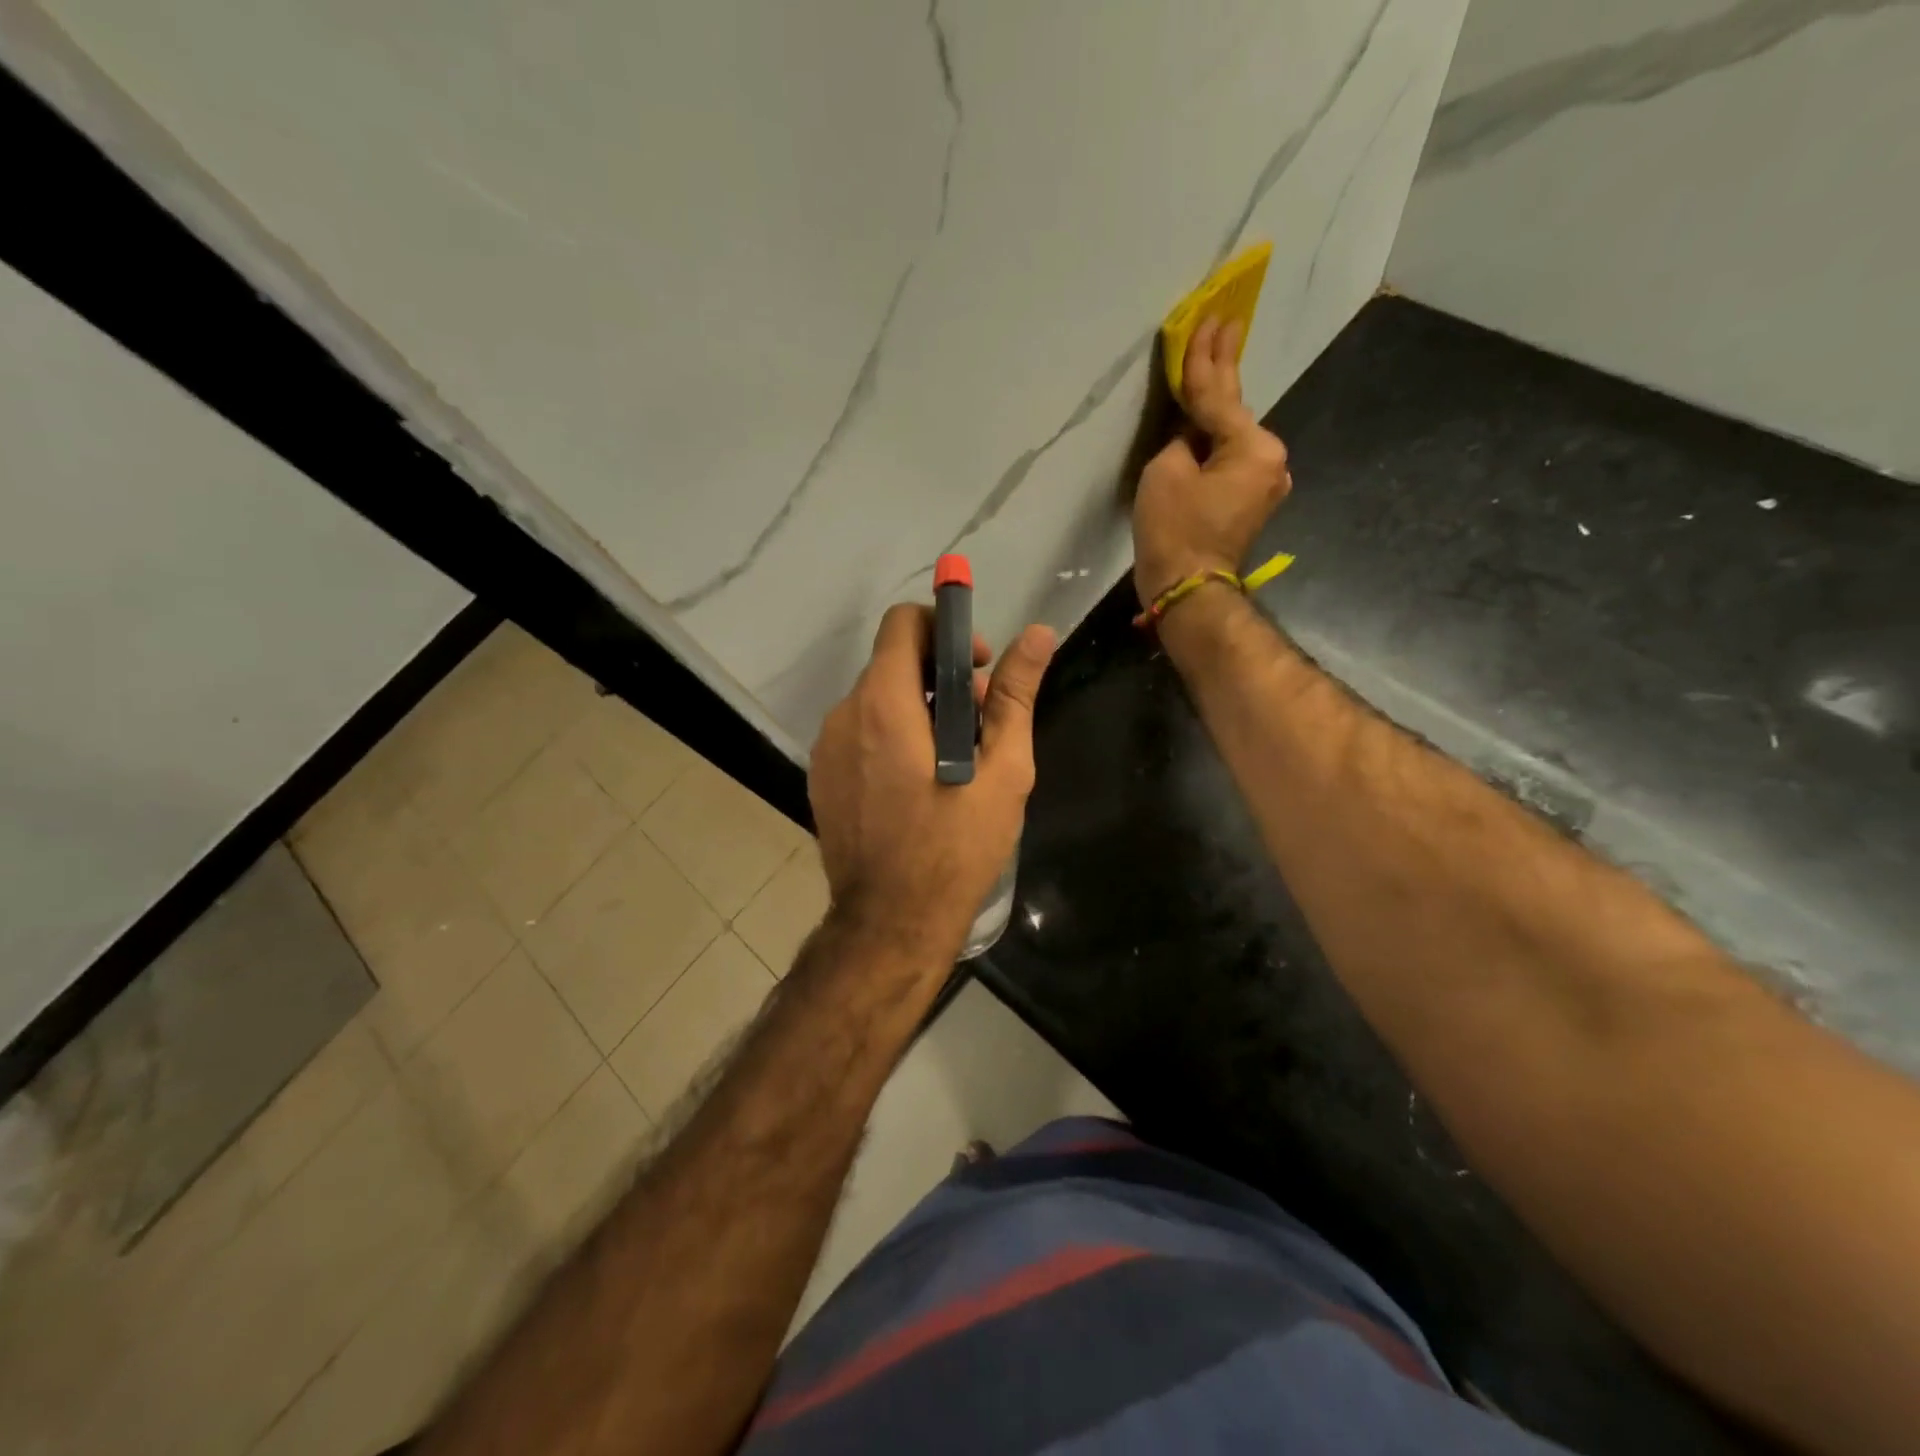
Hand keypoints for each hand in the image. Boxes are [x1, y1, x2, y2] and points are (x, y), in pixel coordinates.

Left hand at [808, 604, 1055, 965]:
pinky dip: (891, 738)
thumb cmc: (955, 848)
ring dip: (917, 710)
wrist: (890, 923)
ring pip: (876, 701)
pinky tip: (919, 784)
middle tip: (980, 722)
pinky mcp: (821, 778)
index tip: (978, 668)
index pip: (903, 624)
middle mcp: (844, 716)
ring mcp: (825, 749)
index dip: (944, 630)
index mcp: (883, 704)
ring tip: (955, 759)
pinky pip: (859, 735)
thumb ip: (1015, 695)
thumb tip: (1037, 633)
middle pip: (892, 664)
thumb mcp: (1002, 771)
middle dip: (939, 677)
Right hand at [1133, 316, 1292, 606]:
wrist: (1187, 589)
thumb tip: (1192, 438)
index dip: (1205, 359)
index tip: (1210, 319)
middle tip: (1224, 325)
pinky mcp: (1250, 503)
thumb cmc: (1175, 530)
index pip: (1219, 395)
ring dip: (1218, 409)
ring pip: (1233, 437)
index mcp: (1253, 447)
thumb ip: (1181, 440)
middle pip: (1234, 411)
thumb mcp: (1166, 472)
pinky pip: (1231, 460)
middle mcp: (1270, 460)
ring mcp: (1264, 483)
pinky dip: (1216, 442)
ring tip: (1211, 367)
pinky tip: (1207, 424)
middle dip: (1223, 370)